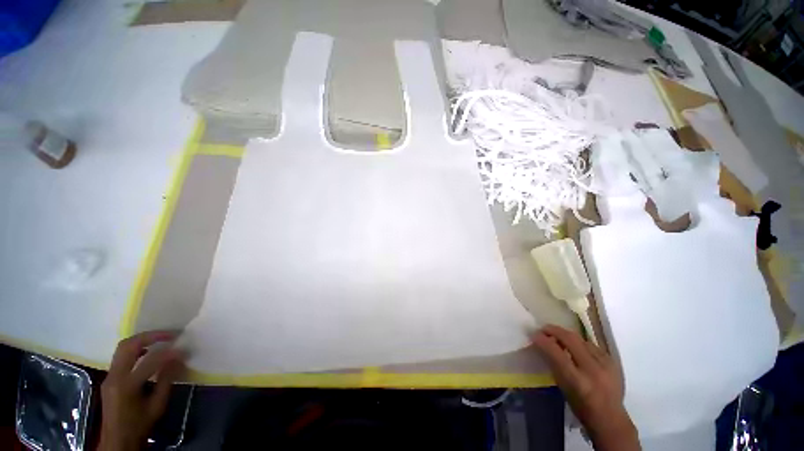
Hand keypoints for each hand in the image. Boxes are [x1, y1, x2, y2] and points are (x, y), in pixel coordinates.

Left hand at [99, 331, 184, 450]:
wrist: (117, 440)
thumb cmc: (139, 425)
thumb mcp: (157, 406)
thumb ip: (166, 380)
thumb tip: (178, 358)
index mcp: (126, 386)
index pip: (149, 361)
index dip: (167, 353)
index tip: (183, 348)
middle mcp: (114, 376)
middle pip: (128, 346)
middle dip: (150, 336)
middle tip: (170, 334)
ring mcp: (109, 376)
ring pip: (123, 348)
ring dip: (142, 340)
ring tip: (161, 339)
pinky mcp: (109, 377)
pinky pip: (122, 356)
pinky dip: (137, 349)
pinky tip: (148, 352)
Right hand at [534, 325, 639, 450]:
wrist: (610, 419)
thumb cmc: (581, 406)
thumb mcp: (563, 386)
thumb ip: (554, 364)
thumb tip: (543, 343)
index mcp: (577, 380)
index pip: (556, 352)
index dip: (543, 340)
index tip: (534, 335)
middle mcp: (592, 369)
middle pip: (571, 339)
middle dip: (554, 330)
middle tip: (544, 329)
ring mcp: (606, 364)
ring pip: (582, 340)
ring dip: (567, 336)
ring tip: (559, 337)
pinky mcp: (613, 362)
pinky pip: (592, 345)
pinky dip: (581, 343)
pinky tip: (577, 347)